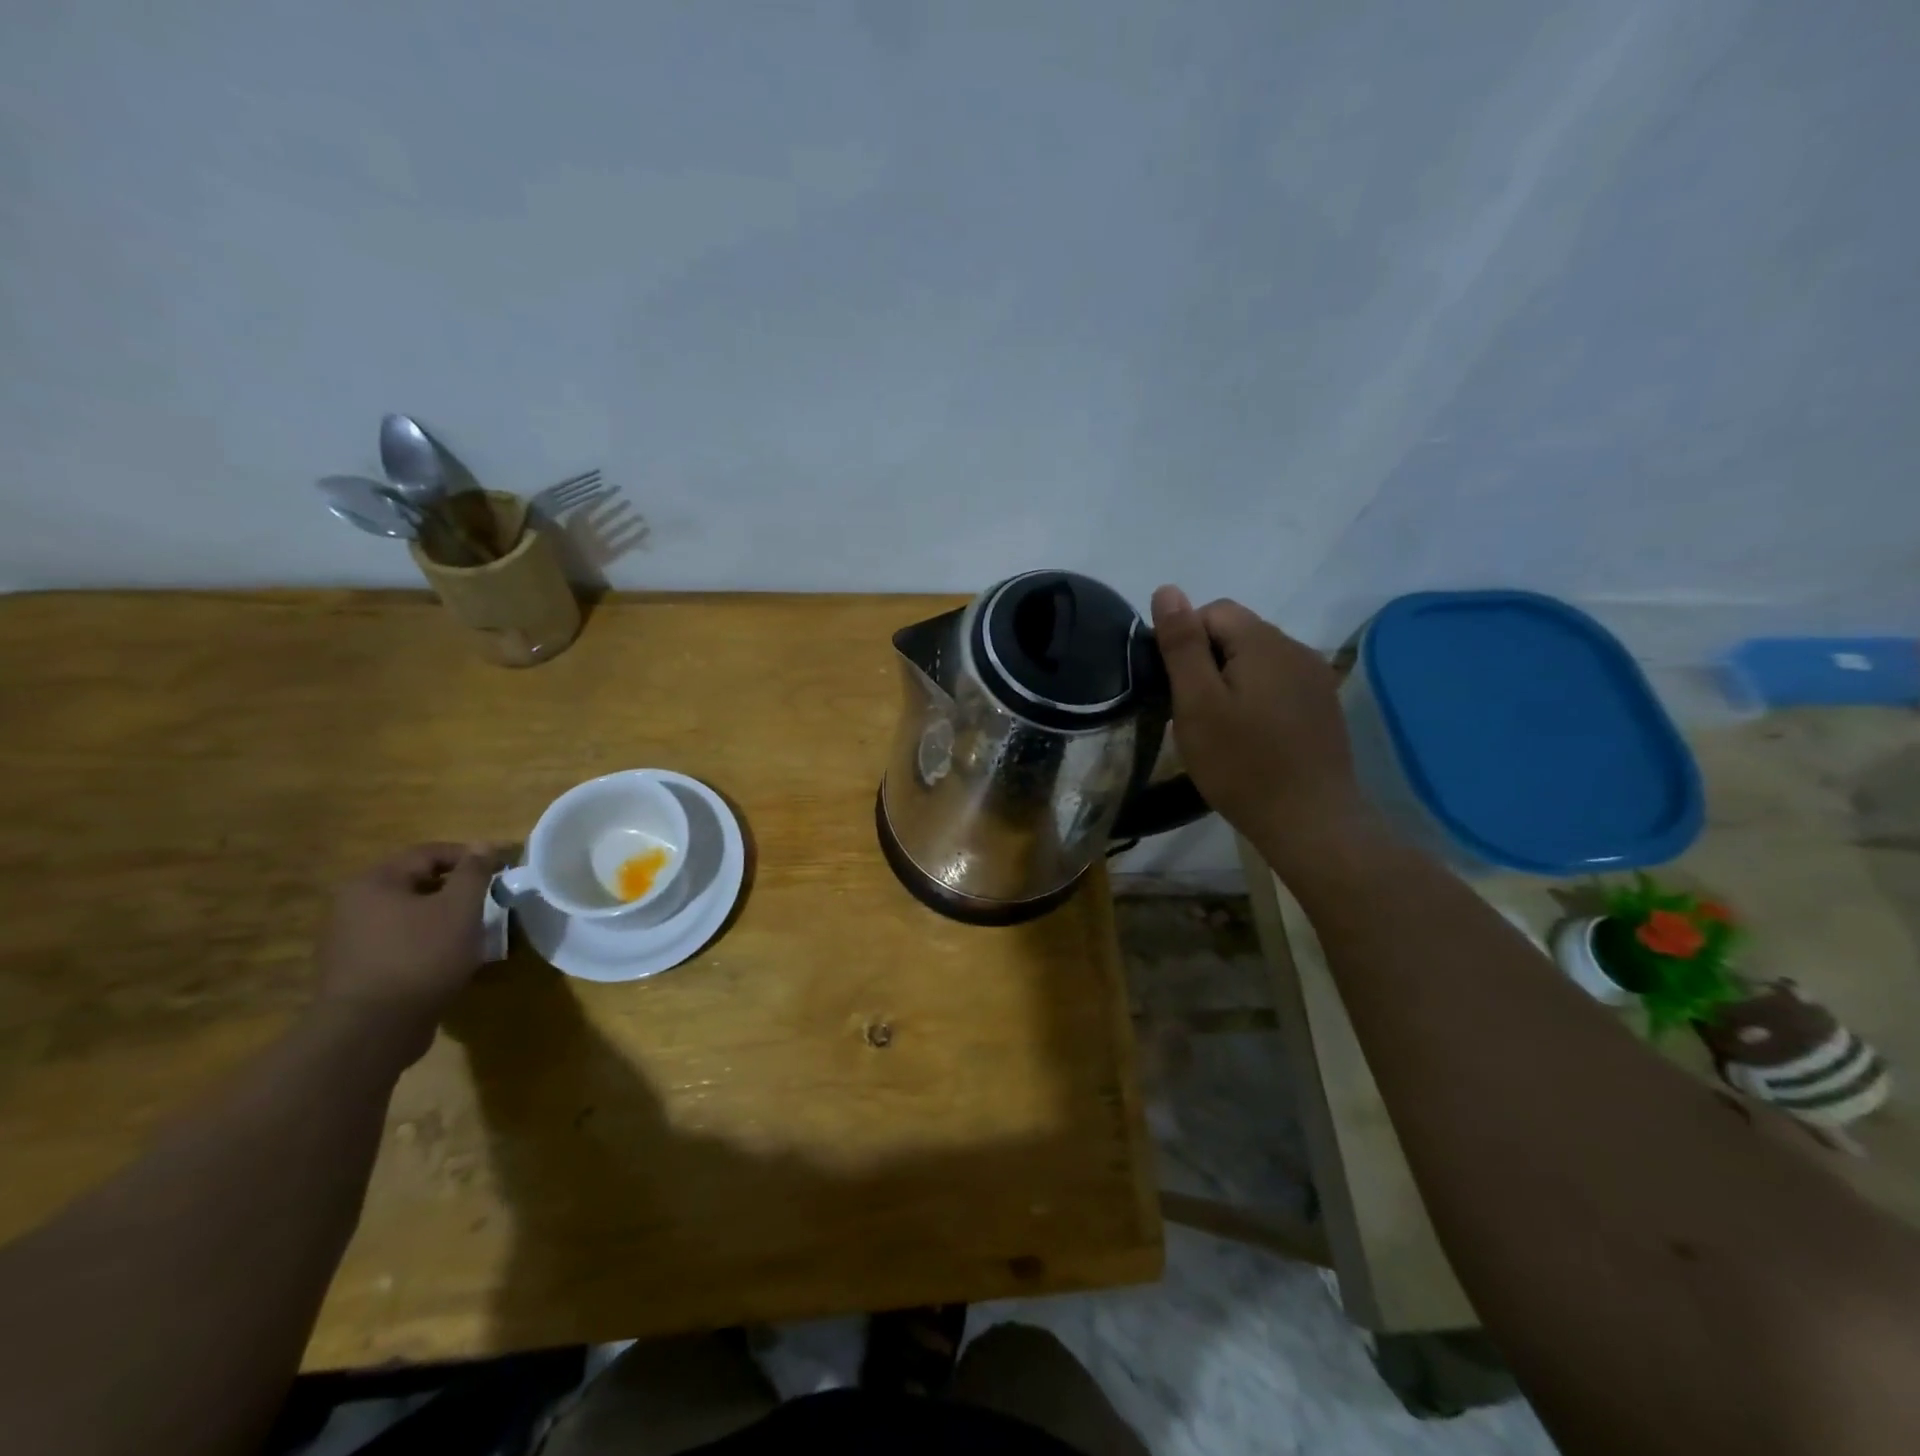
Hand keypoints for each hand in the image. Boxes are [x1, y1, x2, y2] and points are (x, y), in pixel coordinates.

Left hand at [315, 844, 505, 1047]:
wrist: (372, 1030)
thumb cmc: (421, 957)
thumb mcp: (460, 908)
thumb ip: (474, 872)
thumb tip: (482, 845)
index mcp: (374, 882)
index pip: (429, 853)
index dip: (470, 856)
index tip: (502, 869)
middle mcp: (353, 905)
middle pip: (417, 883)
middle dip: (457, 889)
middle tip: (490, 901)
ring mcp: (349, 940)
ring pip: (409, 915)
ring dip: (443, 917)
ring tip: (474, 932)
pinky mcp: (355, 970)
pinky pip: (399, 942)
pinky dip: (427, 942)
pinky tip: (449, 959)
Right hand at [1151, 586, 1376, 869]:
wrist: (1310, 821)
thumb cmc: (1242, 763)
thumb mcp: (1197, 703)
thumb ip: (1181, 644)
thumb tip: (1167, 589)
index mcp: (1264, 642)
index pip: (1213, 610)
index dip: (1185, 641)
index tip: (1176, 688)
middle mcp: (1297, 649)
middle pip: (1238, 633)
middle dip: (1208, 662)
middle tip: (1193, 713)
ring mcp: (1316, 679)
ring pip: (1259, 660)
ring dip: (1232, 681)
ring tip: (1220, 727)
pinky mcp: (1323, 706)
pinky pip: (1279, 683)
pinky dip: (1257, 698)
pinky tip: (1252, 737)